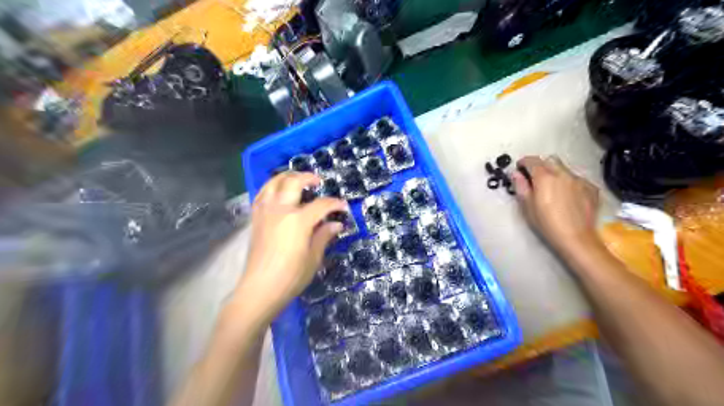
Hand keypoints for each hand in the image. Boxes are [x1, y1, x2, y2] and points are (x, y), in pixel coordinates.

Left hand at [233, 172, 342, 323]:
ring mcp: (265, 212)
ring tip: (297, 179)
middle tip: (319, 182)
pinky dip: (271, 187)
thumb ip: (324, 236)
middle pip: (294, 182)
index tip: (344, 206)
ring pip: (274, 183)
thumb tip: (336, 224)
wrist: (260, 288)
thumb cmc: (291, 276)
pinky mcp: (256, 218)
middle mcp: (281, 210)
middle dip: (308, 178)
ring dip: (287, 176)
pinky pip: (262, 194)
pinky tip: (277, 191)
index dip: (335, 204)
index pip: (321, 205)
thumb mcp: (314, 257)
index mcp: (299, 220)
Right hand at [512, 155, 603, 253]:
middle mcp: (563, 173)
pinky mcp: (591, 188)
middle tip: (534, 178)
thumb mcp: (527, 206)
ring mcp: (579, 180)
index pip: (532, 161)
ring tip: (552, 188)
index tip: (519, 168)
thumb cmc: (546, 223)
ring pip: (564, 168)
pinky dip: (569, 183)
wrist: (576, 238)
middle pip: (549, 160)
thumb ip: (521, 186)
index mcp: (544, 177)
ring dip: (555, 173)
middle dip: (540, 165)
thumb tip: (516, 174)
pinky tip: (568, 196)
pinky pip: (577, 179)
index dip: (523, 162)